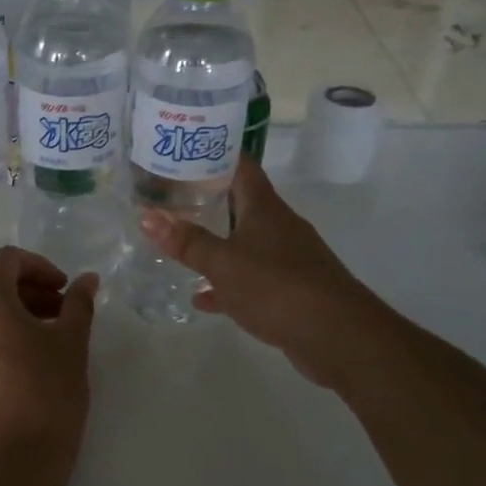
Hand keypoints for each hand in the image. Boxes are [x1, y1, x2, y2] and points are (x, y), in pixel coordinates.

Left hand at [0, 248, 97, 476]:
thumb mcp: (71, 343)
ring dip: (18, 312)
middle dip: (31, 290)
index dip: (41, 267)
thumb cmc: (46, 393)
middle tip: (65, 312)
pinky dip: (2, 334)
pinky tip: (30, 360)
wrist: (12, 464)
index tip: (66, 290)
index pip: (7, 260)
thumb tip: (87, 280)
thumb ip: (78, 304)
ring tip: (52, 337)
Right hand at [138, 159, 371, 387]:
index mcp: (264, 208)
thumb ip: (186, 242)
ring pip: (244, 243)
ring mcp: (287, 259)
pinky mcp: (289, 291)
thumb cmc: (277, 286)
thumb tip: (147, 217)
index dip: (214, 154)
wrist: (337, 335)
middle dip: (207, 199)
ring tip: (180, 244)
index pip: (240, 165)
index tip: (183, 150)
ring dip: (216, 244)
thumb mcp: (222, 263)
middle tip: (170, 197)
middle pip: (240, 203)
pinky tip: (202, 297)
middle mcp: (278, 226)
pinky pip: (250, 279)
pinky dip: (227, 284)